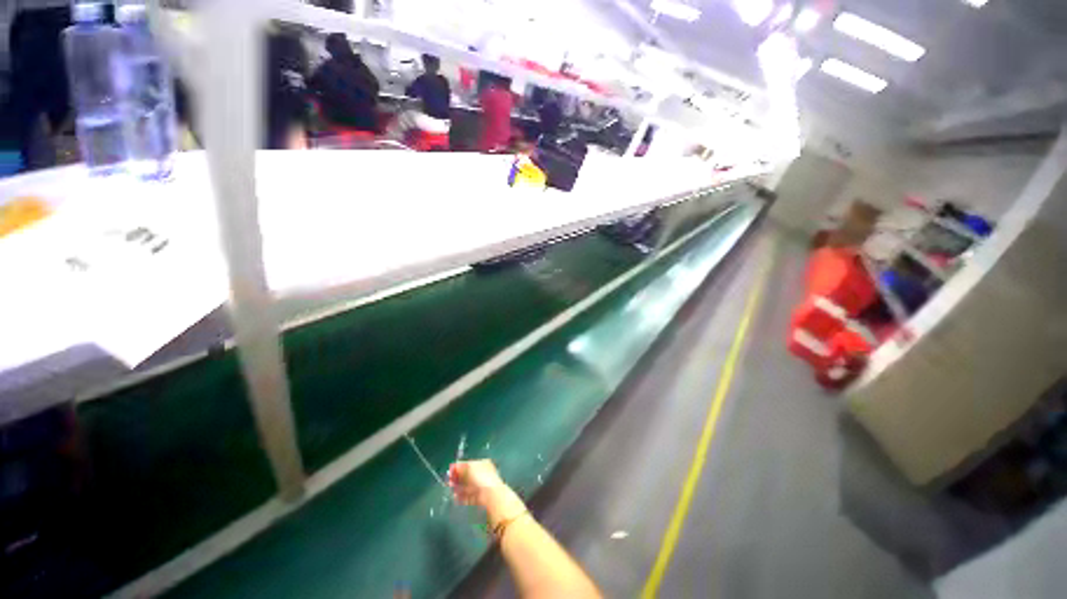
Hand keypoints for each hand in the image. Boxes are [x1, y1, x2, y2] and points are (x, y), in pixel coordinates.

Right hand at [448, 460, 524, 524]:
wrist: (491, 500)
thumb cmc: (482, 480)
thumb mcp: (470, 468)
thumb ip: (461, 467)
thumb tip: (454, 467)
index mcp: (483, 464)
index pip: (469, 464)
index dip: (459, 467)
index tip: (450, 471)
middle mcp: (483, 474)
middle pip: (468, 476)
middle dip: (458, 478)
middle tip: (448, 481)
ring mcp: (482, 488)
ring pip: (467, 487)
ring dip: (458, 488)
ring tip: (450, 489)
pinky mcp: (479, 501)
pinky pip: (468, 497)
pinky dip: (462, 497)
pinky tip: (455, 498)